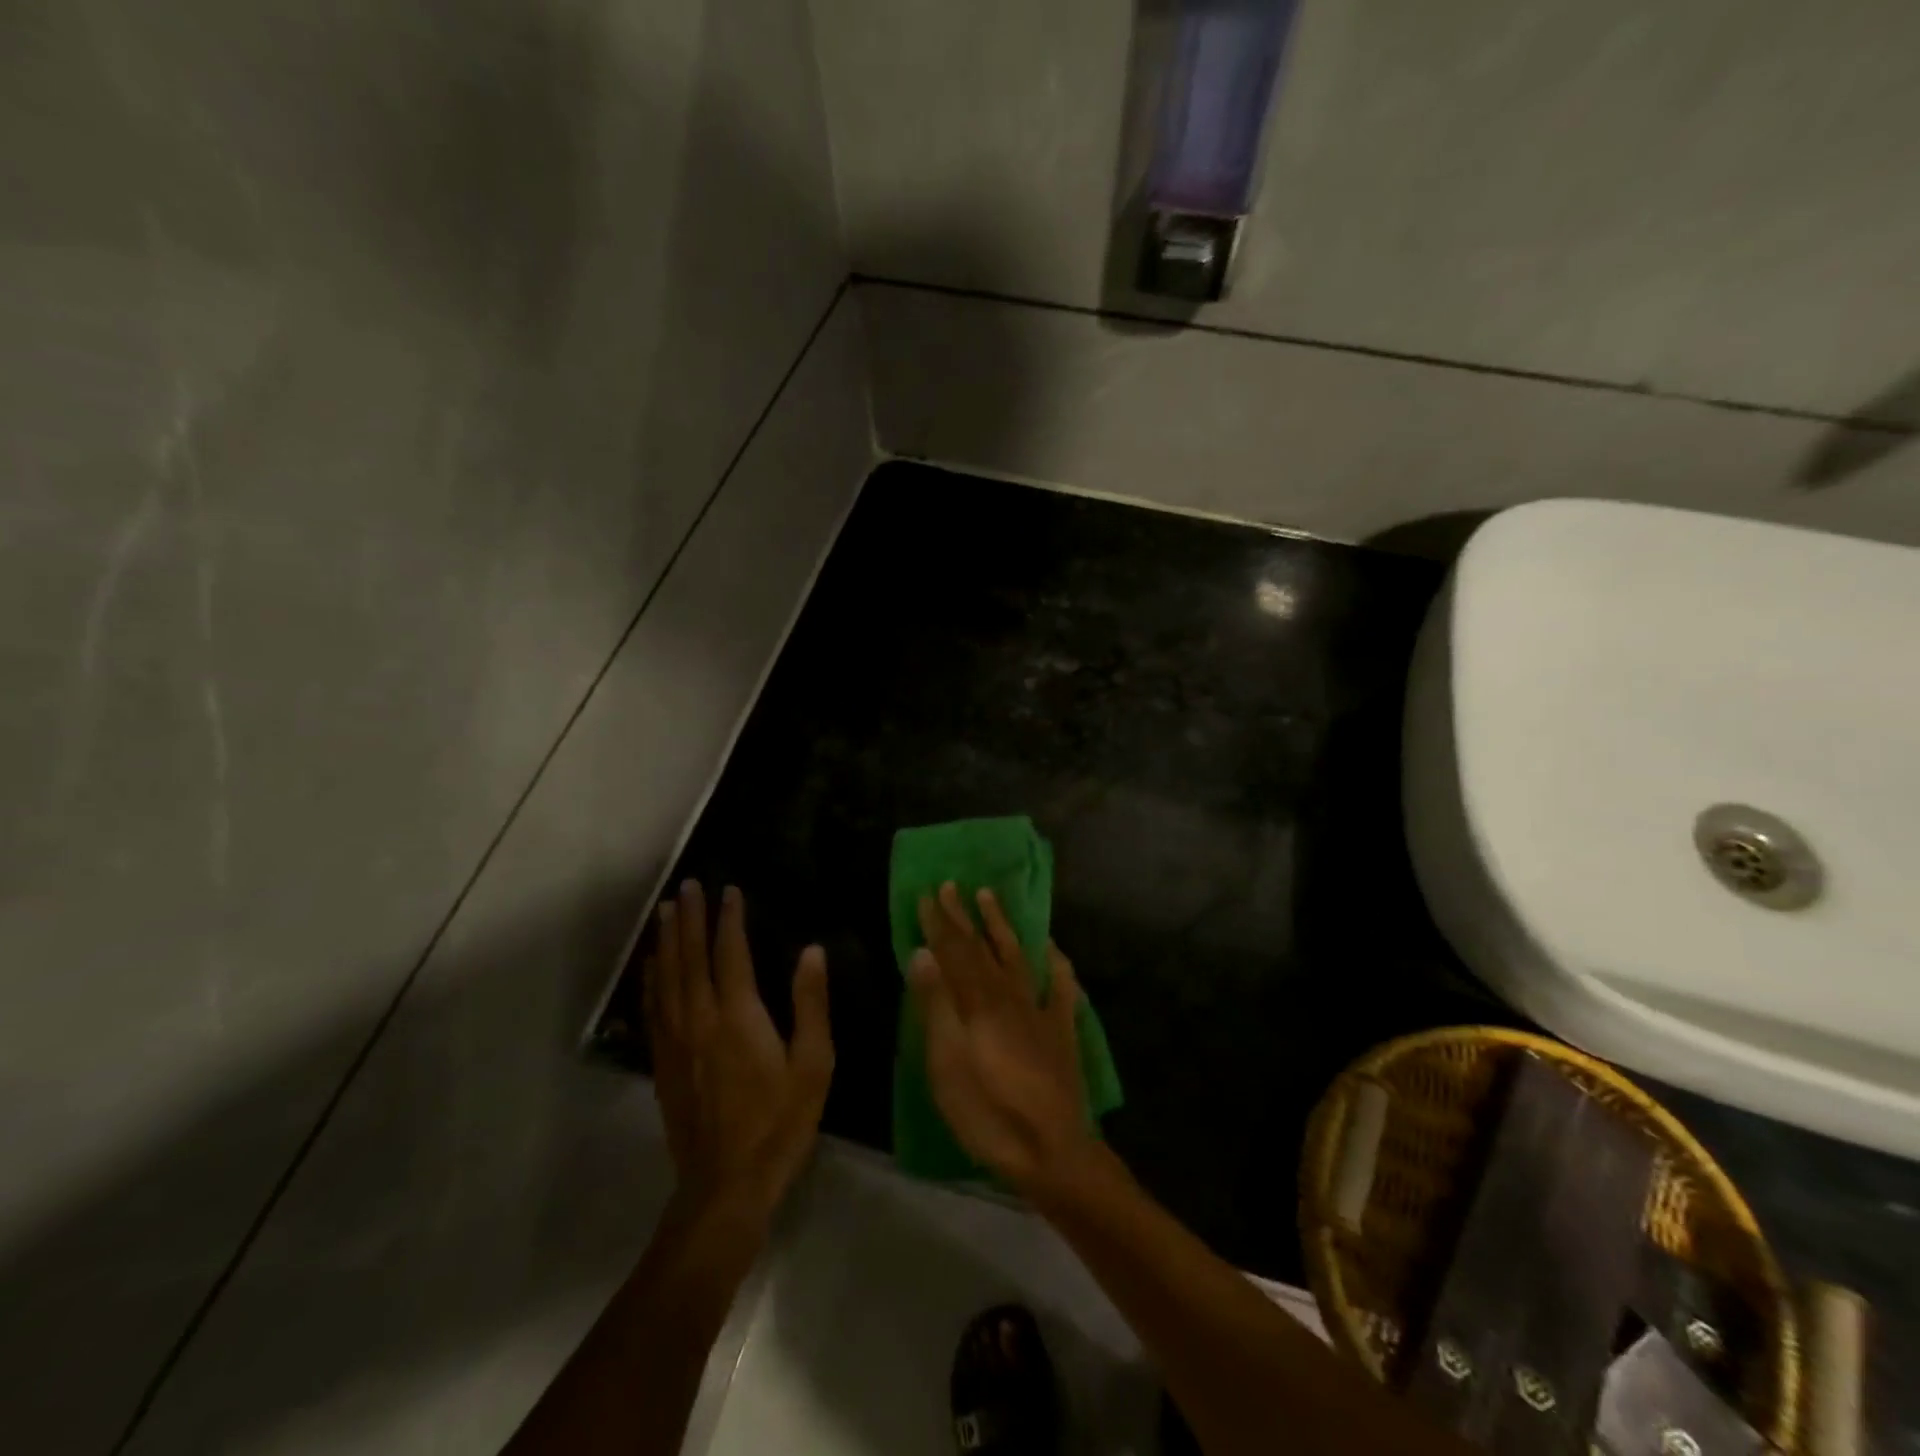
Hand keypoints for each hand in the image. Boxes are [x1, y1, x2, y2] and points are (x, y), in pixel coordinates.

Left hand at [643, 881, 833, 1226]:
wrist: (725, 1186)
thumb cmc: (779, 1123)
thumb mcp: (813, 1064)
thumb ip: (811, 1004)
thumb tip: (812, 951)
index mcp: (738, 1016)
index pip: (730, 953)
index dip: (729, 919)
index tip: (729, 890)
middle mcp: (700, 1019)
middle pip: (690, 957)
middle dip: (689, 918)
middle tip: (688, 885)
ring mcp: (675, 1042)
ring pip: (666, 978)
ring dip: (666, 941)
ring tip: (665, 911)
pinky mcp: (662, 1064)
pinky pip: (653, 1008)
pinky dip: (651, 979)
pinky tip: (651, 966)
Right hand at [910, 882, 1092, 1197]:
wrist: (1052, 1151)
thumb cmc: (988, 1113)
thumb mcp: (947, 1064)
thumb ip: (936, 1005)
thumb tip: (922, 952)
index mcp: (979, 1001)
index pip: (954, 951)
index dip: (939, 922)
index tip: (928, 893)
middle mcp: (1010, 994)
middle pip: (982, 947)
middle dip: (964, 916)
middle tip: (951, 885)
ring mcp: (1040, 1009)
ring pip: (1018, 955)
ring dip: (1002, 925)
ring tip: (990, 897)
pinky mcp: (1062, 1029)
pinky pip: (1062, 986)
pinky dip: (1056, 963)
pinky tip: (1052, 948)